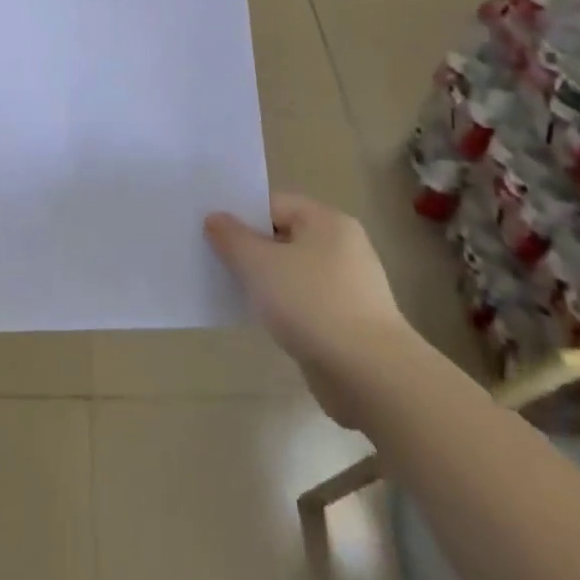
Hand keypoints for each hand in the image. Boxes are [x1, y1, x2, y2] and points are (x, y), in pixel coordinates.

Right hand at [205, 192, 420, 426]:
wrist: (369, 375)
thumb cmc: (311, 304)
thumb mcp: (259, 264)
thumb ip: (232, 238)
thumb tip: (215, 218)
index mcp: (327, 221)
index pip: (274, 204)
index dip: (240, 215)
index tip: (209, 231)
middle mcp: (342, 246)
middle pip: (283, 237)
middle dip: (250, 249)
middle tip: (213, 259)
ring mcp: (348, 285)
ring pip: (292, 272)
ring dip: (265, 281)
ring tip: (231, 289)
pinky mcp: (347, 321)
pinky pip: (304, 302)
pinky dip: (283, 307)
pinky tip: (261, 319)